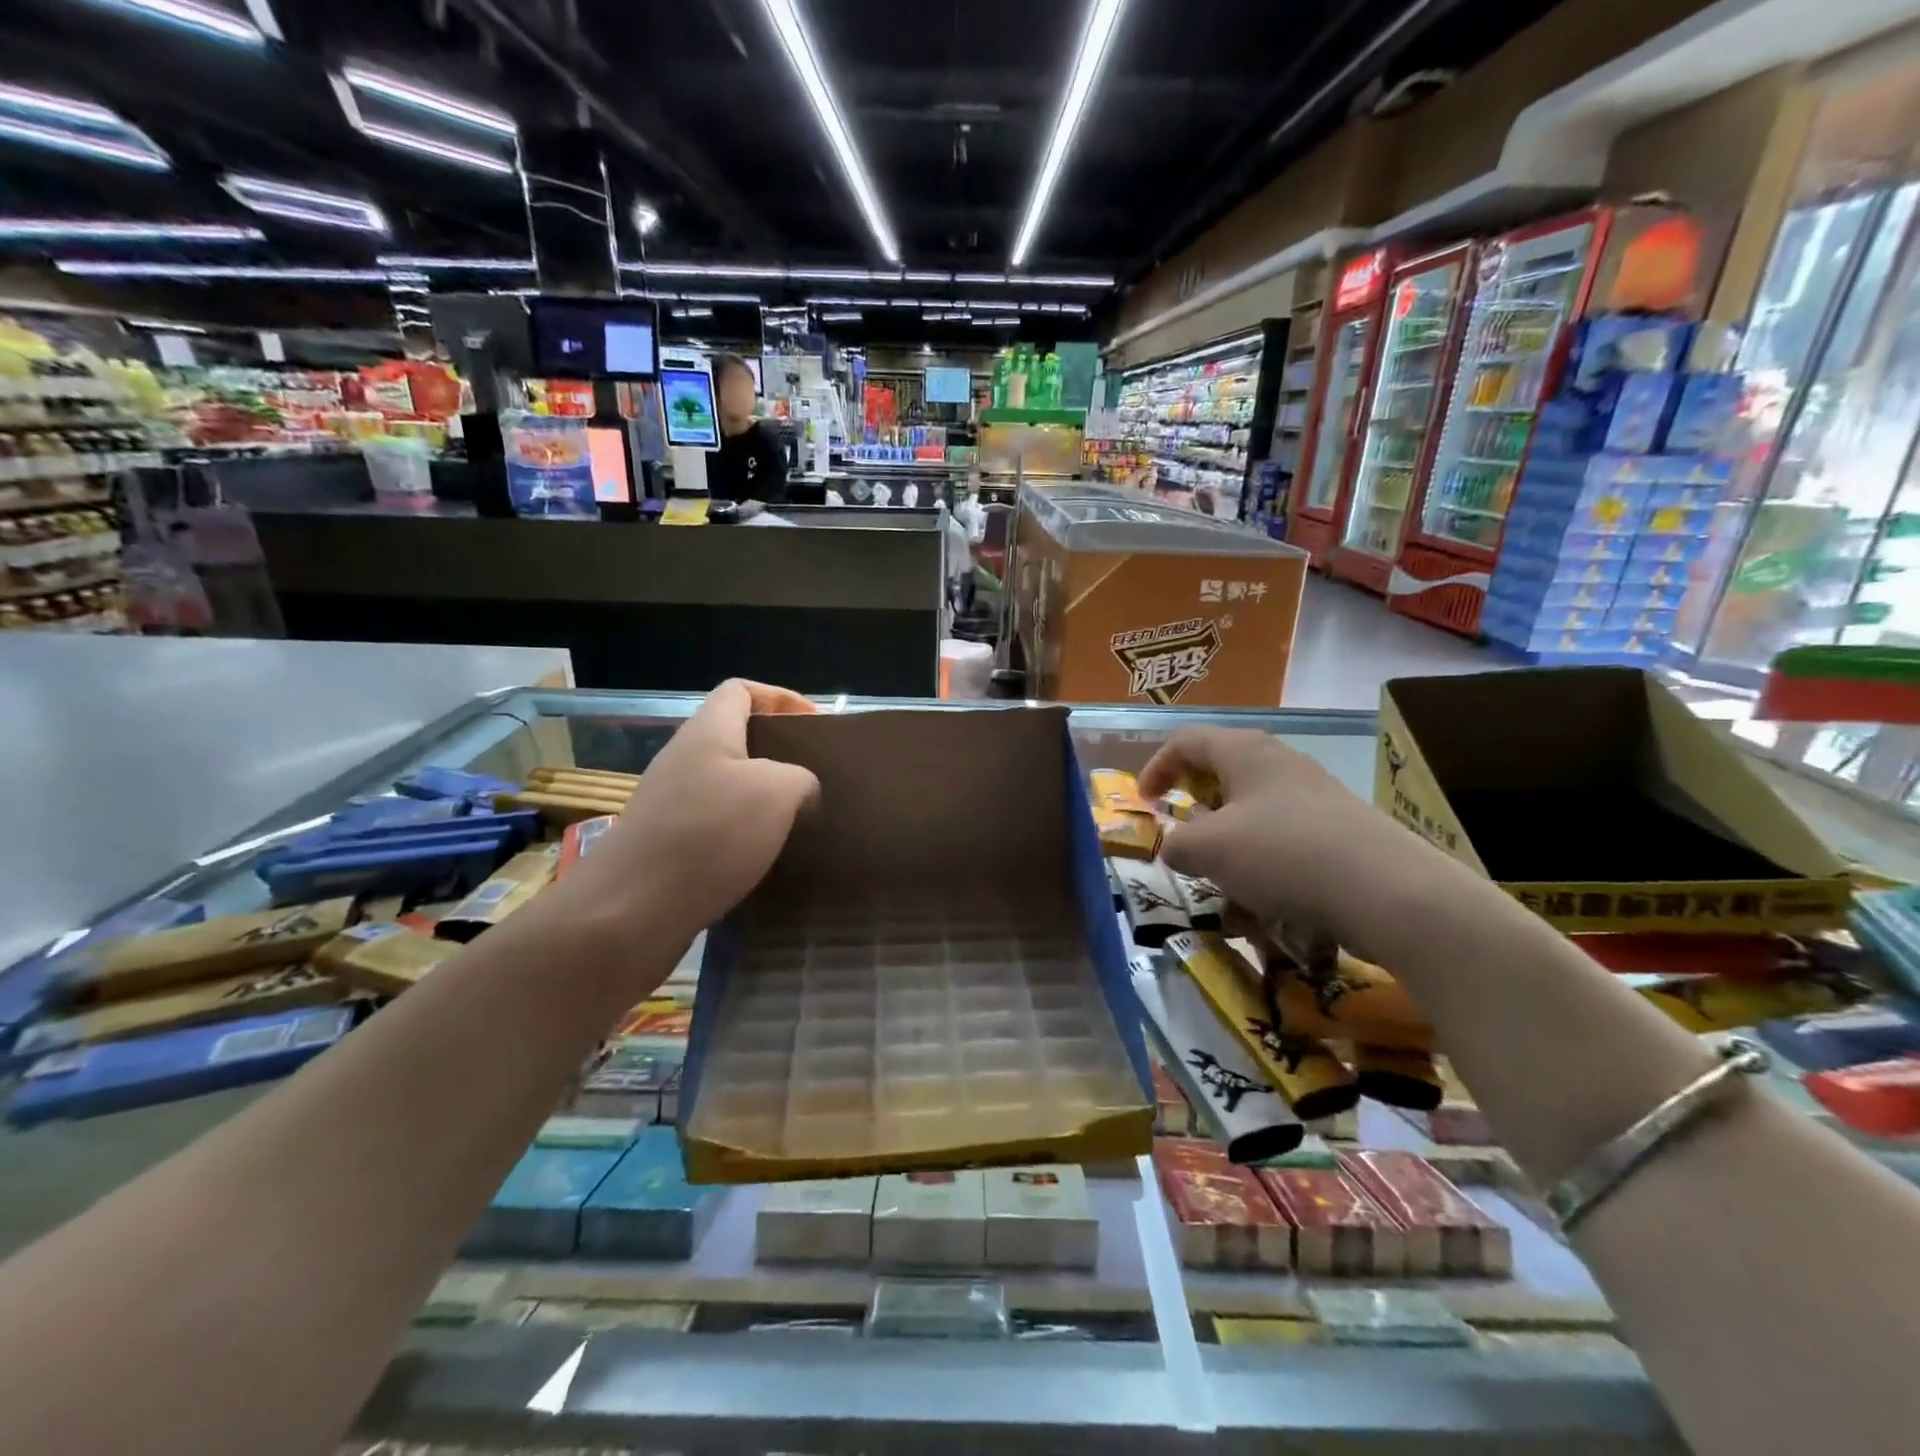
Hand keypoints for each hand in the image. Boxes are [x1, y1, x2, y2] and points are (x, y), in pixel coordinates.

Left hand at [566, 680, 819, 945]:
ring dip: (763, 801)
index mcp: (707, 733)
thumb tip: (801, 793)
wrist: (631, 911)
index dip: (781, 699)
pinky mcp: (666, 846)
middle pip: (736, 740)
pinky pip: (715, 827)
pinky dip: (744, 837)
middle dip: (778, 755)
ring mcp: (670, 805)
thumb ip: (801, 778)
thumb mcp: (778, 791)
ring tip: (798, 822)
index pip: (740, 690)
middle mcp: (684, 761)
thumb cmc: (709, 834)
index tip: (814, 727)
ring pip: (728, 787)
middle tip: (814, 779)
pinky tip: (766, 860)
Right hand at [1138, 726, 1461, 964]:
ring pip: (1253, 802)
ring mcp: (1314, 793)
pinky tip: (1263, 887)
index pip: (1186, 741)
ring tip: (1219, 866)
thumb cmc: (1281, 853)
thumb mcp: (1208, 850)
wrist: (1386, 891)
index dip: (1156, 767)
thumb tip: (1176, 846)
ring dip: (1227, 829)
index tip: (1145, 803)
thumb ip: (1176, 844)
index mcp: (1244, 752)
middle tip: (1181, 830)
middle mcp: (1280, 762)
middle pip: (1222, 766)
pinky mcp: (1338, 827)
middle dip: (1194, 798)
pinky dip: (1260, 851)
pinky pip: (1283, 830)